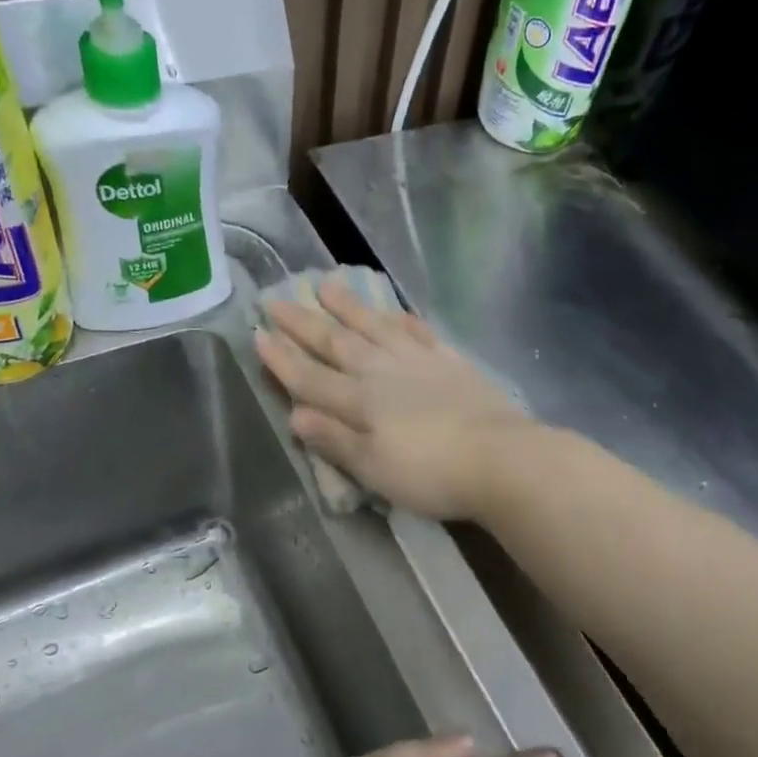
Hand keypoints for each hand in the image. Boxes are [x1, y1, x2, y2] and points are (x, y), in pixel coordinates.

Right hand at [254, 284, 533, 518]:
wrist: (499, 458)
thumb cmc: (430, 473)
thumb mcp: (373, 468)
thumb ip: (334, 439)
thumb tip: (294, 414)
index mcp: (359, 402)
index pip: (310, 377)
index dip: (282, 359)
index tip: (258, 334)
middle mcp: (382, 373)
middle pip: (336, 344)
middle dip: (304, 324)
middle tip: (276, 299)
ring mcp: (418, 362)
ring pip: (374, 327)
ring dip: (348, 307)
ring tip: (326, 283)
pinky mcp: (450, 362)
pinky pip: (418, 332)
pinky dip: (400, 318)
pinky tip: (392, 310)